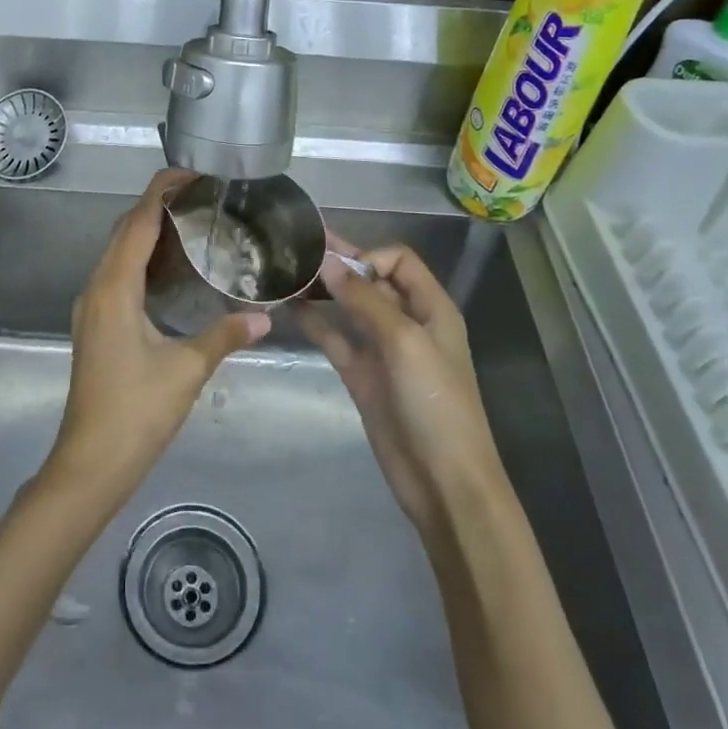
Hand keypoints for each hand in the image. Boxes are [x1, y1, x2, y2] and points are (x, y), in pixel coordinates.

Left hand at [44, 169, 269, 500]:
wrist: (90, 462)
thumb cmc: (136, 412)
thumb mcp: (186, 370)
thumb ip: (224, 335)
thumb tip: (264, 316)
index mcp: (115, 288)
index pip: (137, 222)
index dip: (162, 191)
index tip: (193, 173)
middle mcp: (97, 288)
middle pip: (124, 230)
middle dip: (158, 205)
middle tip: (202, 196)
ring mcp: (92, 307)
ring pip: (118, 251)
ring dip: (148, 231)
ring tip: (193, 223)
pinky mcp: (96, 324)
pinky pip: (118, 273)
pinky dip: (143, 258)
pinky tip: (173, 270)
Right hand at [303, 240, 504, 539]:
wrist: (443, 481)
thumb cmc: (435, 403)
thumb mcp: (405, 342)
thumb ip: (366, 300)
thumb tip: (328, 264)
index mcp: (430, 308)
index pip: (398, 261)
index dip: (369, 257)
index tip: (338, 270)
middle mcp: (406, 321)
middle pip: (370, 280)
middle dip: (338, 264)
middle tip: (295, 247)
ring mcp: (382, 349)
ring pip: (348, 307)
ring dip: (322, 291)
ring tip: (285, 273)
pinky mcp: (361, 374)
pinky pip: (335, 338)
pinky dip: (314, 321)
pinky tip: (288, 307)